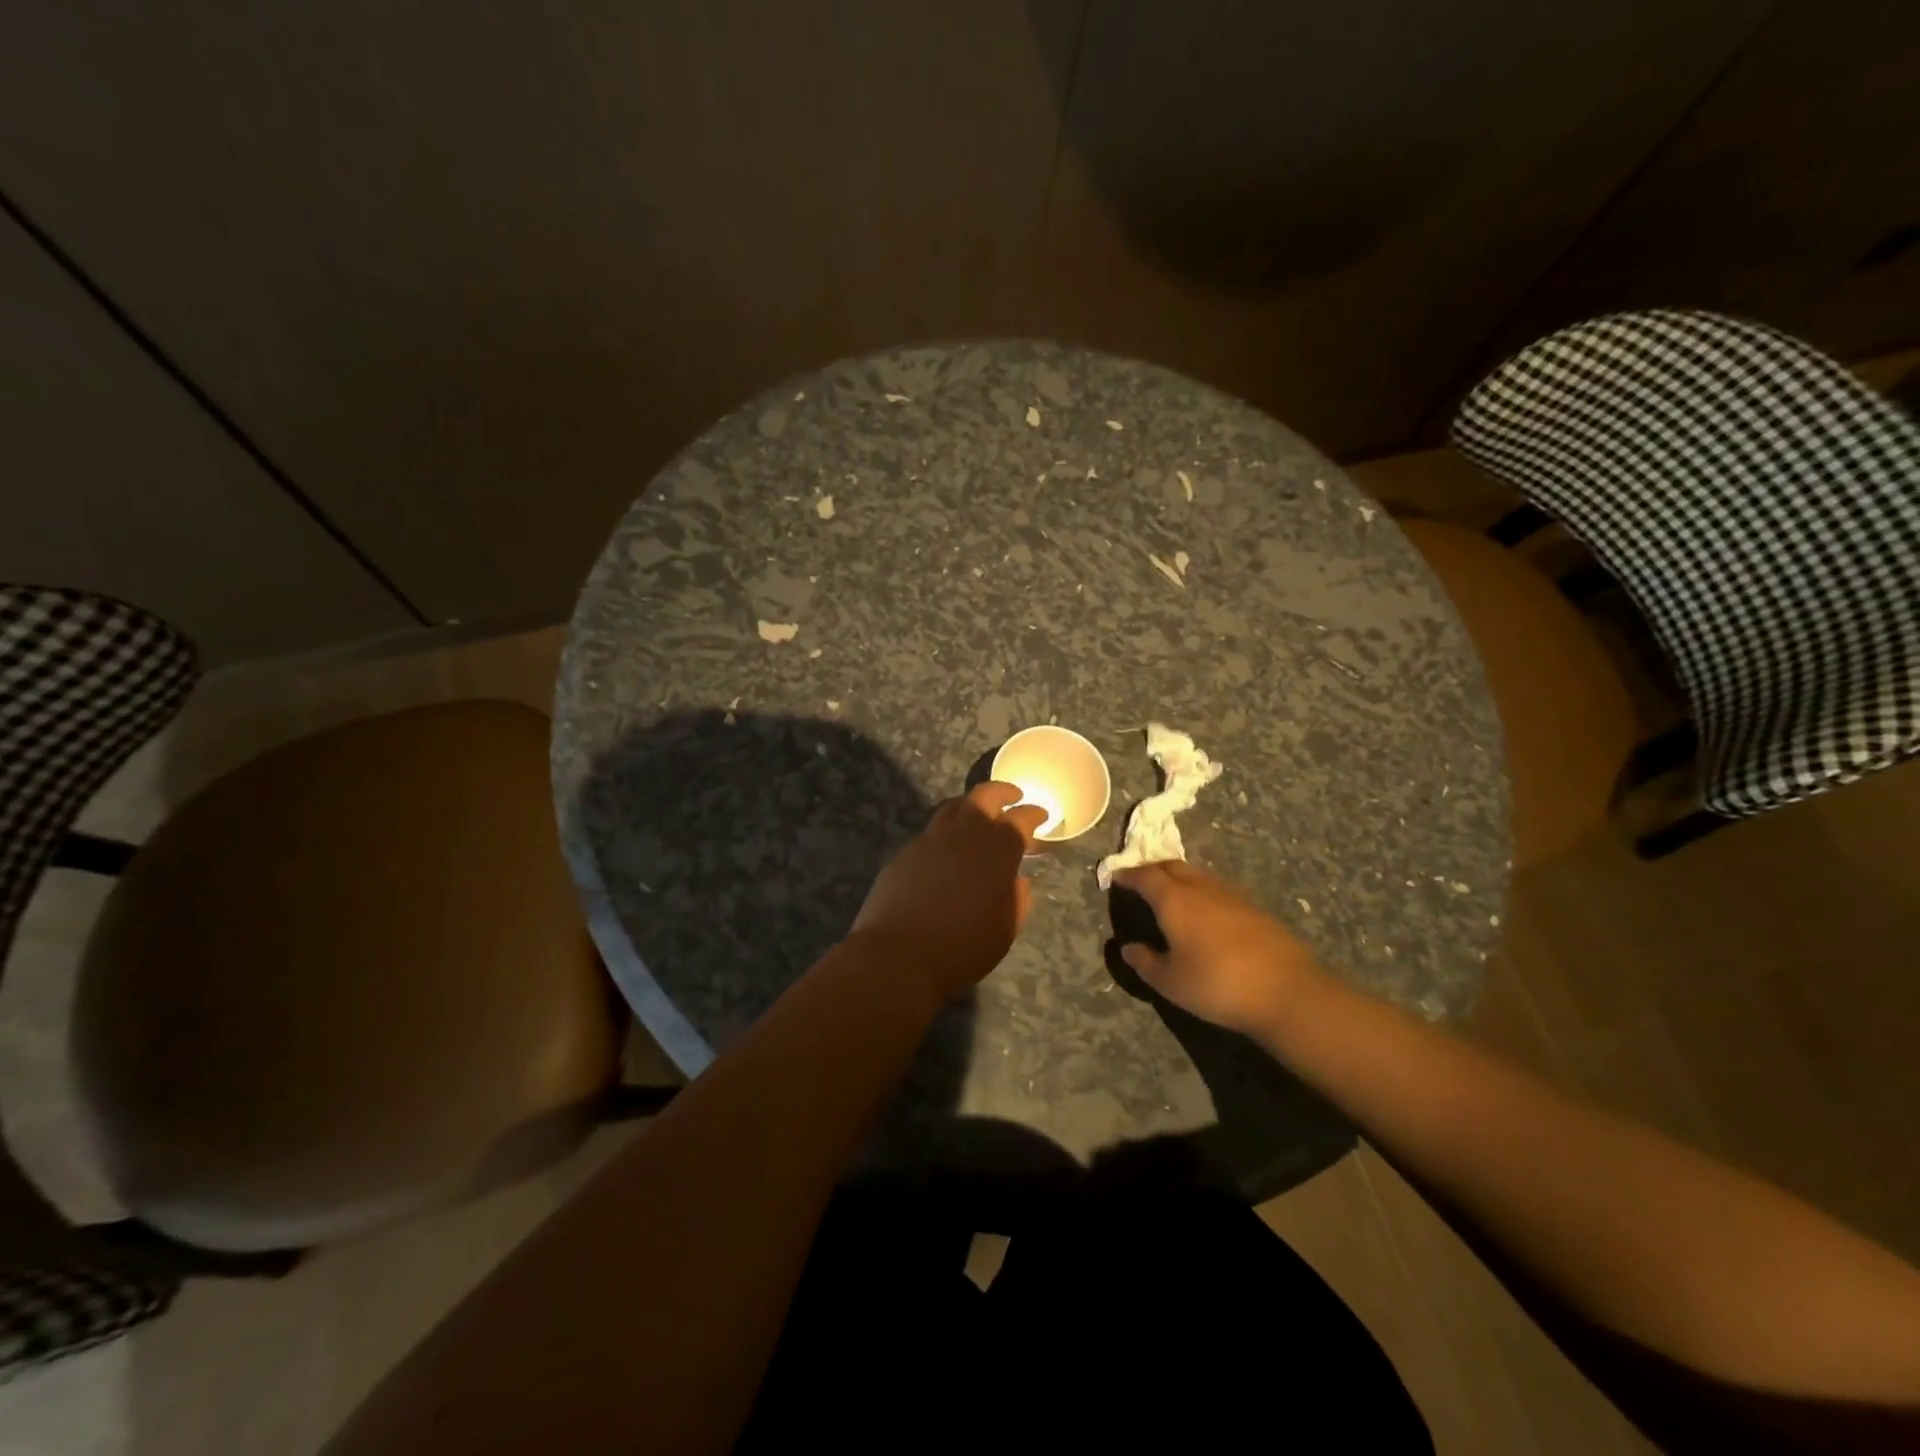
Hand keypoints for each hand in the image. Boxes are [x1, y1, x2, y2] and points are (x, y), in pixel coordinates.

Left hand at [848, 781, 1045, 1002]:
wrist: (898, 955)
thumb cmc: (963, 946)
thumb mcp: (1005, 928)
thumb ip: (1016, 898)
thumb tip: (1015, 880)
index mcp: (996, 849)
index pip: (1021, 819)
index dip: (1034, 814)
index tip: (1041, 815)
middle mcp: (963, 834)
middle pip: (984, 796)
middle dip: (1002, 792)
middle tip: (1013, 796)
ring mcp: (929, 840)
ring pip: (952, 808)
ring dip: (970, 806)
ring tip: (978, 817)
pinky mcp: (905, 853)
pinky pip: (930, 833)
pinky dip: (946, 834)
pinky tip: (947, 852)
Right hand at [1111, 861, 1323, 1037]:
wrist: (1287, 990)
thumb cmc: (1217, 984)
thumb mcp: (1170, 982)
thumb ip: (1145, 962)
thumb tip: (1127, 947)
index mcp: (1174, 899)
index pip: (1144, 876)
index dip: (1127, 875)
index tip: (1115, 878)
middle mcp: (1200, 887)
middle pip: (1171, 866)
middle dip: (1152, 870)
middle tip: (1141, 882)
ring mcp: (1231, 894)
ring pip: (1197, 875)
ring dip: (1179, 879)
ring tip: (1171, 896)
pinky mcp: (1254, 907)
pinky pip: (1217, 889)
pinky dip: (1202, 892)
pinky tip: (1205, 914)